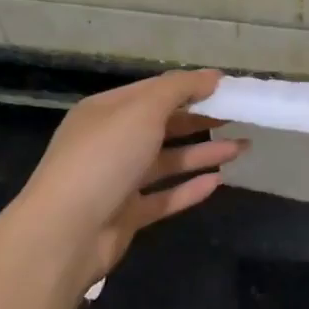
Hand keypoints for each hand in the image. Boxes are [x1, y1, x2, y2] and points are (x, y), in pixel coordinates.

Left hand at [6, 68, 245, 294]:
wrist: (66, 232)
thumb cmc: (104, 159)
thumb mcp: (142, 111)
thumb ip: (179, 90)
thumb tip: (213, 76)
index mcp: (106, 112)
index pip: (154, 92)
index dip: (190, 87)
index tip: (228, 88)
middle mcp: (111, 142)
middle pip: (162, 126)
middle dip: (201, 120)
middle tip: (240, 117)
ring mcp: (118, 180)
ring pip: (168, 162)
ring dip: (204, 153)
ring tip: (243, 148)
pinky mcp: (127, 214)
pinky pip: (165, 197)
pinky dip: (190, 189)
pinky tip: (219, 182)